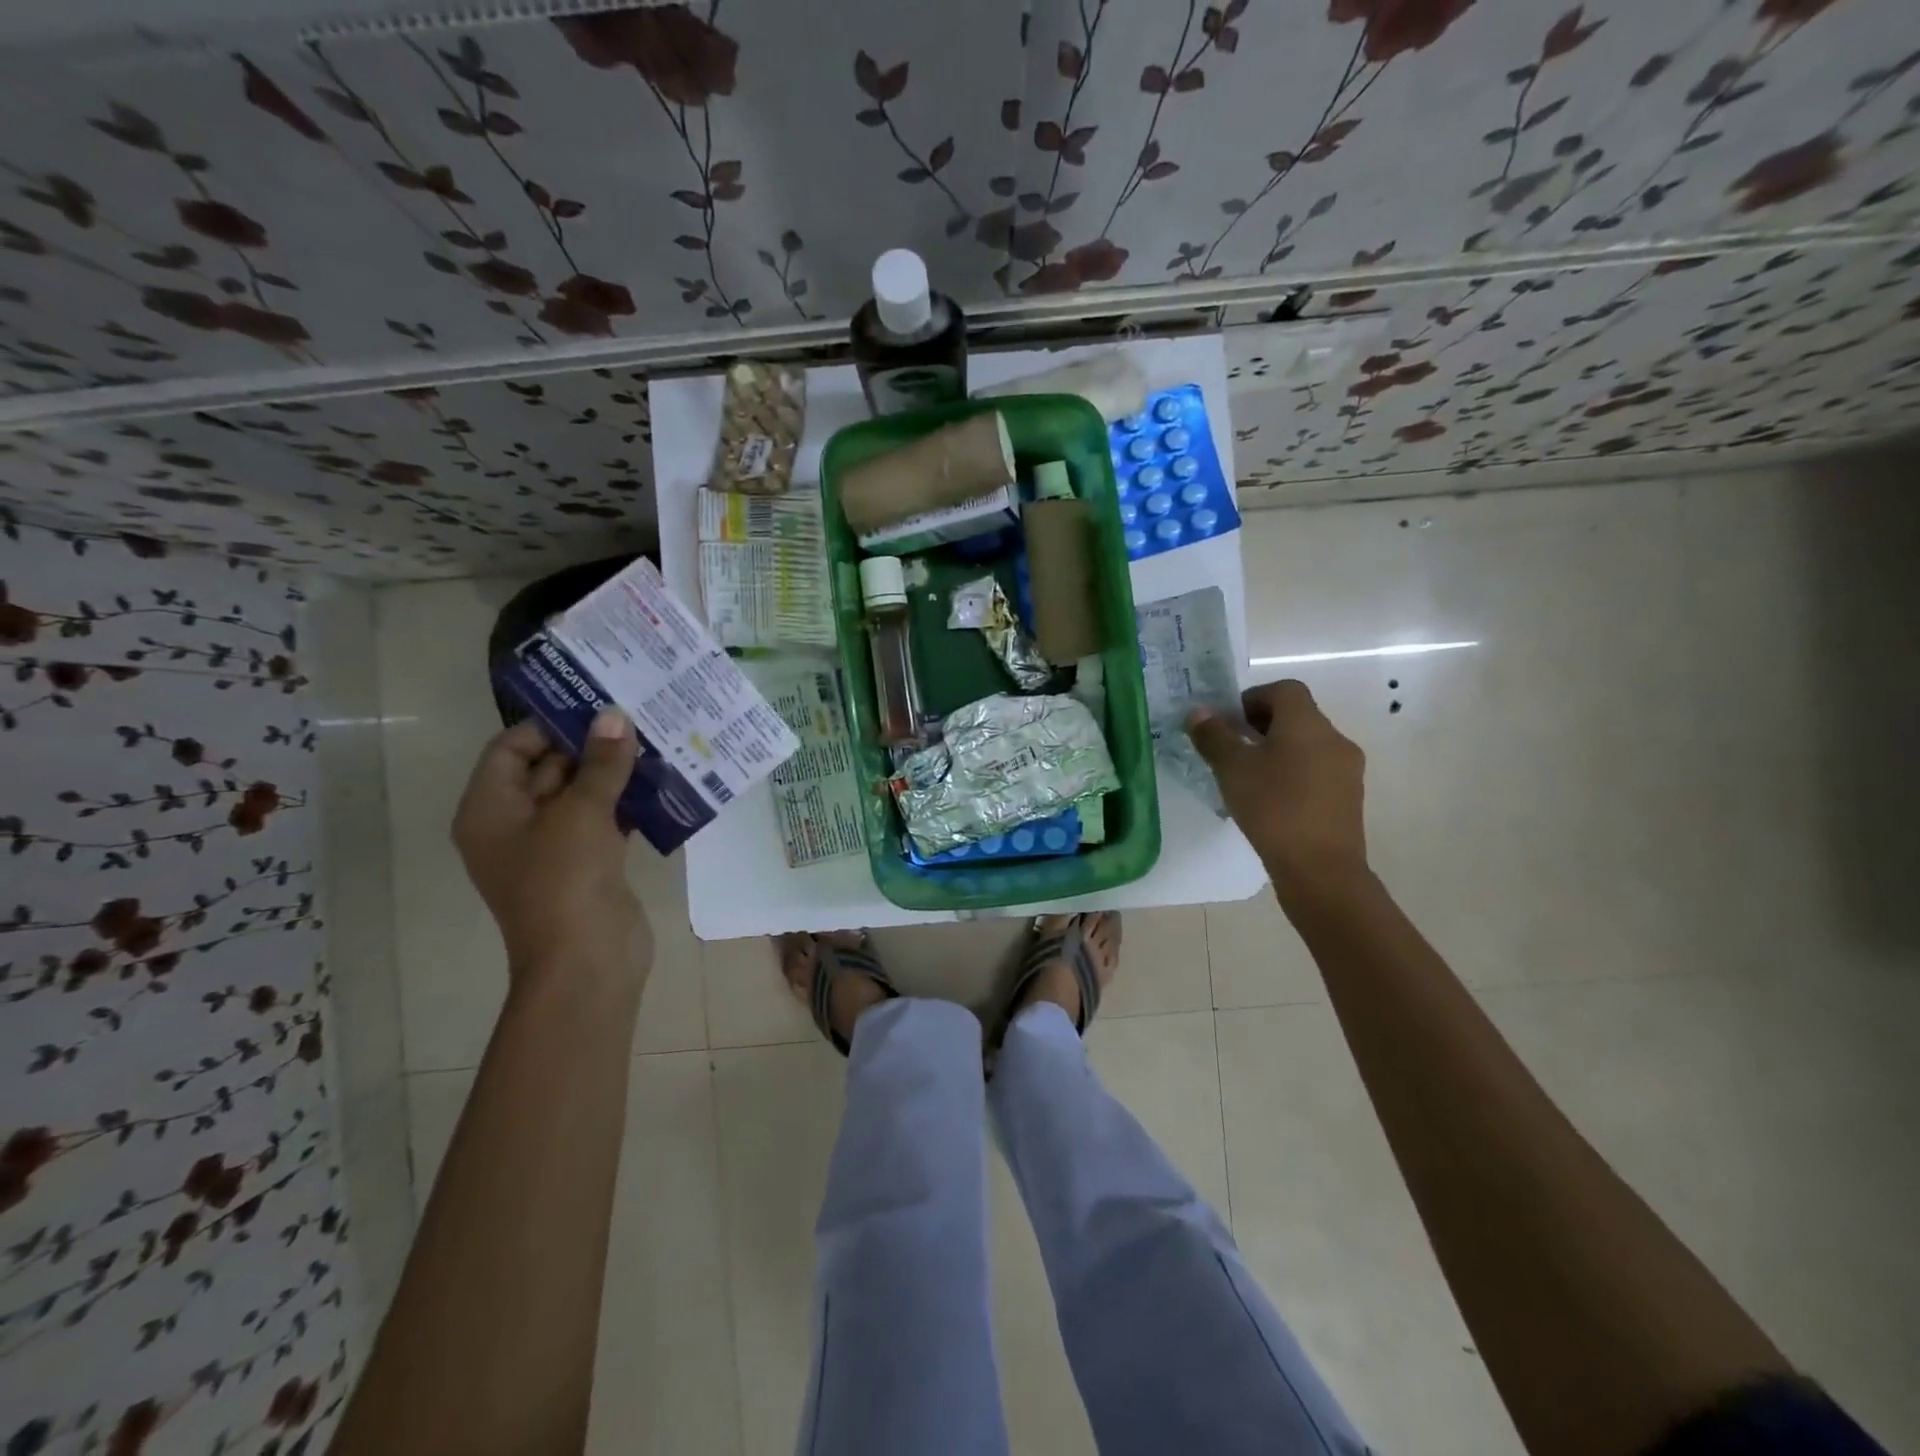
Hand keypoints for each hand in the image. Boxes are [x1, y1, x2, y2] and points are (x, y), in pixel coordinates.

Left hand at [453, 710, 650, 987]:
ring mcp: (552, 847)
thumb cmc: (565, 880)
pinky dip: (627, 803)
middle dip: (590, 745)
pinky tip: (662, 783)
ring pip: (581, 795)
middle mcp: (514, 825)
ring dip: (613, 773)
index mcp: (489, 810)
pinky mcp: (587, 864)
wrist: (586, 961)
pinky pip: (604, 821)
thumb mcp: (582, 813)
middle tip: (635, 716)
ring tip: (655, 742)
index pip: (510, 749)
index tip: (595, 705)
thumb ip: (601, 763)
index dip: (549, 724)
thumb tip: (615, 716)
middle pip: (548, 769)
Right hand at [1185, 680, 1369, 898]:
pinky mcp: (1348, 798)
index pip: (1284, 689)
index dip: (1253, 697)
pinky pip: (1317, 771)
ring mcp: (1346, 769)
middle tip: (1232, 749)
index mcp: (1307, 723)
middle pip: (1297, 716)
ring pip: (1307, 745)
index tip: (1229, 722)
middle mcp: (1334, 738)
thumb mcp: (1232, 769)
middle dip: (1262, 726)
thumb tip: (1199, 711)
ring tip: (1249, 778)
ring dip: (1278, 751)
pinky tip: (1272, 802)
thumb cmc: (1273, 808)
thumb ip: (1214, 736)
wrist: (1321, 869)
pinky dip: (1294, 774)